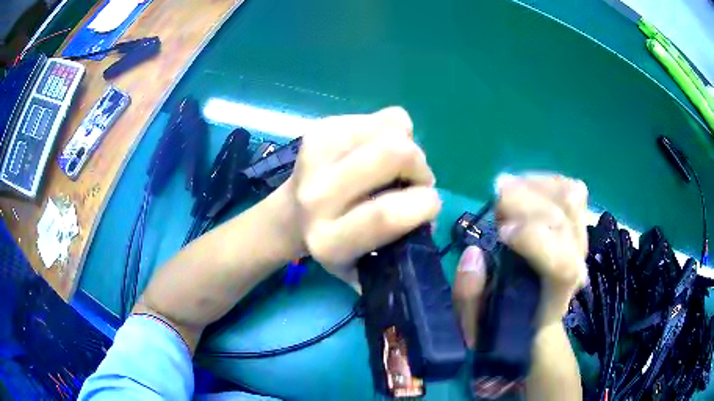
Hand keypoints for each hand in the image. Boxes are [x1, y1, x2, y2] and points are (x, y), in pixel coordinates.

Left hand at [277, 107, 440, 287]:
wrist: (291, 215)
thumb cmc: (337, 243)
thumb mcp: (366, 265)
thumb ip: (400, 246)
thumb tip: (427, 212)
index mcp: (329, 239)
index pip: (385, 215)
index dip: (423, 204)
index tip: (431, 204)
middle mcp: (316, 196)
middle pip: (393, 153)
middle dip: (419, 165)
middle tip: (416, 180)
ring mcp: (315, 155)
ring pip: (392, 128)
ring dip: (407, 145)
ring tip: (393, 165)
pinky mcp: (320, 129)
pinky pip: (383, 117)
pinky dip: (393, 131)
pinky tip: (376, 150)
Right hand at [453, 174, 587, 346]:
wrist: (534, 320)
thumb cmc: (504, 325)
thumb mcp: (475, 325)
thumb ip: (469, 296)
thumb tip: (472, 253)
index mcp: (556, 295)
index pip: (564, 263)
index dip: (534, 239)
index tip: (499, 233)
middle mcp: (577, 263)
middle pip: (564, 217)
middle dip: (524, 203)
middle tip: (494, 208)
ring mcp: (580, 239)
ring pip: (571, 195)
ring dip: (534, 187)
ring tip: (507, 193)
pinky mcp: (576, 224)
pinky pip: (569, 188)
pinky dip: (543, 181)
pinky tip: (522, 188)